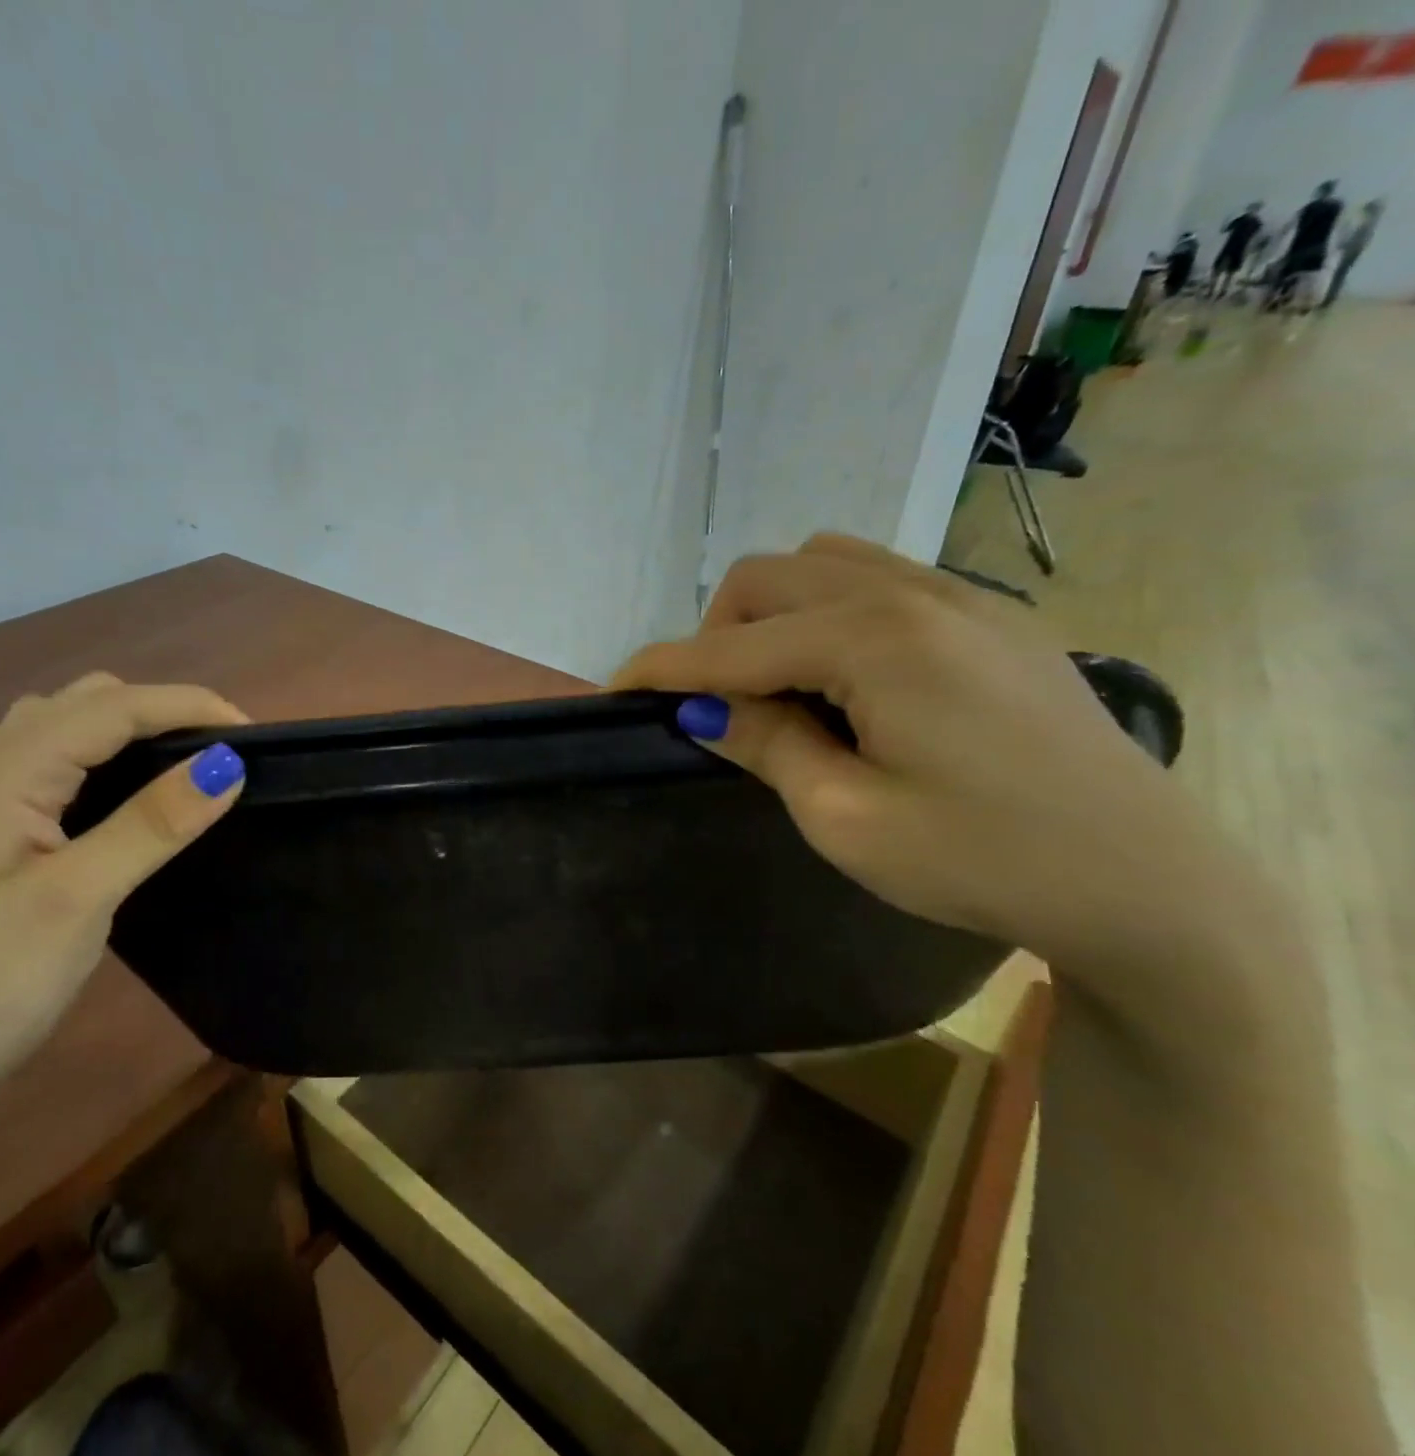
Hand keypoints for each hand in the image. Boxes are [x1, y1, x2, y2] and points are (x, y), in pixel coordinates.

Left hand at [0, 675, 248, 1120]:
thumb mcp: (80, 899)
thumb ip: (153, 823)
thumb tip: (228, 763)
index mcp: (6, 776)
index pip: (111, 707)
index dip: (187, 705)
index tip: (255, 735)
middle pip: (85, 702)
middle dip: (161, 710)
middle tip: (221, 754)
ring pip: (68, 729)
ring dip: (132, 729)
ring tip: (186, 765)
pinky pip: (59, 765)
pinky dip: (109, 759)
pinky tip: (132, 797)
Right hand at [615, 535, 1236, 967]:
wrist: (1147, 883)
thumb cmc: (984, 860)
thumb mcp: (847, 818)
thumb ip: (766, 744)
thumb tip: (702, 706)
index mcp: (874, 641)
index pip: (732, 645)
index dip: (665, 666)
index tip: (617, 687)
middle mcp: (913, 594)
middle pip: (769, 577)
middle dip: (718, 632)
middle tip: (720, 706)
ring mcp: (961, 597)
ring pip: (823, 560)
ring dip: (774, 611)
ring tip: (781, 684)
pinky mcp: (991, 616)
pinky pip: (878, 578)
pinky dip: (829, 609)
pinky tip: (847, 674)